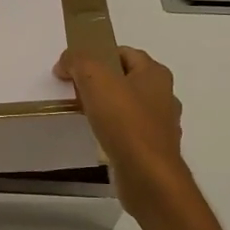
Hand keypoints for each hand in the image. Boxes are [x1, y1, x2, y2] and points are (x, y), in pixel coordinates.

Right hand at [55, 46, 192, 220]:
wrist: (148, 176)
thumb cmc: (125, 122)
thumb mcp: (96, 80)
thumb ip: (78, 62)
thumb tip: (65, 63)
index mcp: (155, 74)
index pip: (125, 53)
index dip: (98, 54)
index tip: (74, 67)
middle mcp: (163, 96)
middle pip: (126, 79)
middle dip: (100, 82)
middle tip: (74, 90)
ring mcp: (161, 125)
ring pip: (128, 106)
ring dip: (106, 107)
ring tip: (81, 114)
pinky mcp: (153, 149)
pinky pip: (128, 132)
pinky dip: (112, 131)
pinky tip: (96, 138)